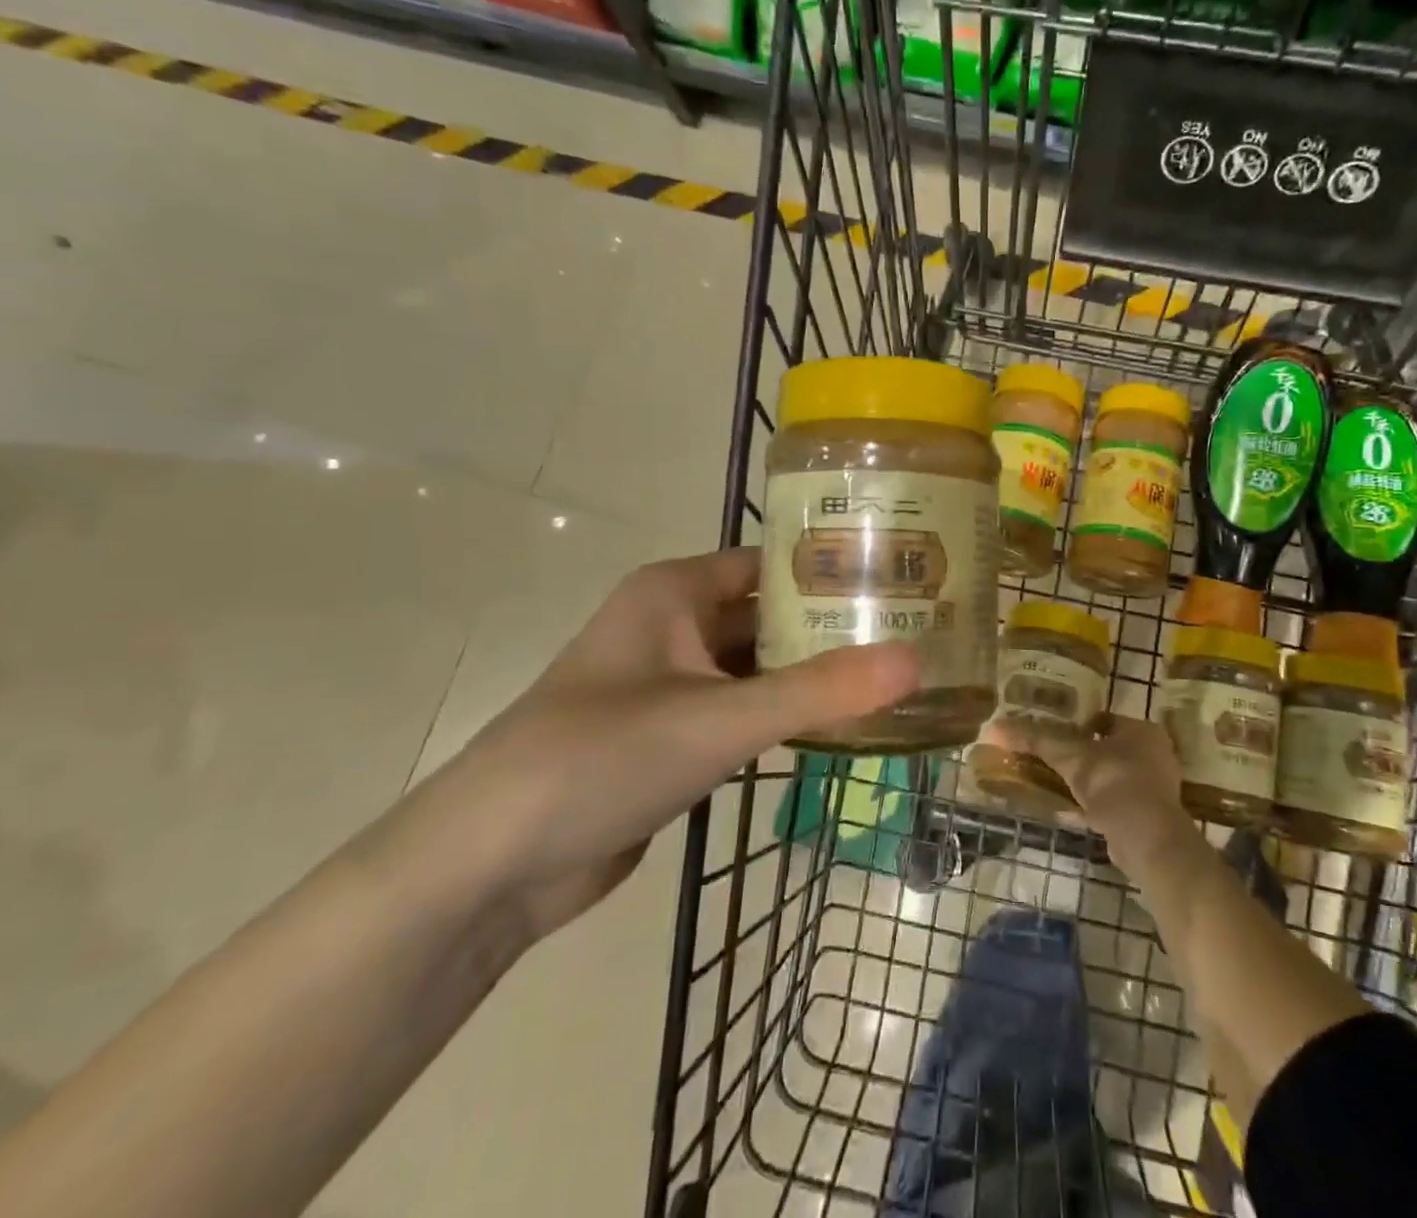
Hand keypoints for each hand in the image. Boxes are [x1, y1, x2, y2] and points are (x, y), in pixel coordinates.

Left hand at [398, 548, 918, 941]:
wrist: (489, 865)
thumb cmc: (600, 757)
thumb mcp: (718, 718)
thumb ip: (820, 692)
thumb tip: (916, 661)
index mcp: (674, 592)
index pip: (771, 562)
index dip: (832, 567)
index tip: (901, 578)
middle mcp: (673, 626)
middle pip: (770, 614)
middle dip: (833, 626)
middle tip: (914, 632)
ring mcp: (671, 684)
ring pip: (759, 667)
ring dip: (813, 675)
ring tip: (893, 676)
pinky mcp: (672, 738)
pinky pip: (743, 711)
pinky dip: (786, 717)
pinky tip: (842, 726)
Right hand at [1029, 714, 1191, 863]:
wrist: (1146, 837)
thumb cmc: (1112, 782)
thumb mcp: (1068, 756)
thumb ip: (1034, 740)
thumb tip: (993, 727)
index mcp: (1142, 731)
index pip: (1106, 720)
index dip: (1080, 726)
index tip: (1056, 735)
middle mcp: (1155, 755)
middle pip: (1111, 749)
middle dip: (1085, 756)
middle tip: (1055, 760)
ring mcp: (1156, 788)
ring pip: (1113, 778)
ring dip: (1089, 783)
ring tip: (1058, 785)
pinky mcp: (1151, 818)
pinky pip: (1117, 805)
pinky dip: (1096, 807)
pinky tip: (1071, 812)